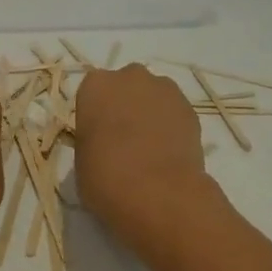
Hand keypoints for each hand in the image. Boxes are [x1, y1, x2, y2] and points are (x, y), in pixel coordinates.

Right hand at [74, 64, 218, 248]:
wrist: (159, 193)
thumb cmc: (107, 178)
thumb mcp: (82, 161)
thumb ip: (91, 141)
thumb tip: (103, 145)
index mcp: (95, 85)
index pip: (93, 93)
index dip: (96, 116)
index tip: (99, 138)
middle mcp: (129, 77)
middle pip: (125, 87)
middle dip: (125, 106)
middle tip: (124, 141)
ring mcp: (163, 89)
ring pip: (153, 96)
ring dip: (150, 113)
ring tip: (151, 149)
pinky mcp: (189, 107)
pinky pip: (174, 112)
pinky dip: (172, 127)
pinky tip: (170, 154)